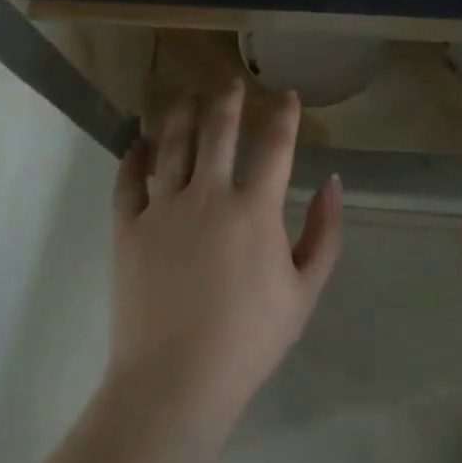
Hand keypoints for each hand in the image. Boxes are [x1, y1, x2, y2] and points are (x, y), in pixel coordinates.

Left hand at [109, 82, 343, 423]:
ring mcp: (163, 208)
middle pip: (218, 132)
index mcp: (254, 209)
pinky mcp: (128, 226)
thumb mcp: (304, 292)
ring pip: (171, 145)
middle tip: (229, 84)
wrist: (177, 378)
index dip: (283, 116)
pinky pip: (128, 180)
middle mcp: (207, 194)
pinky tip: (138, 142)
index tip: (286, 96)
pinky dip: (133, 156)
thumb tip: (333, 184)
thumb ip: (324, 234)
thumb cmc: (249, 339)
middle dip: (227, 102)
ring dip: (181, 116)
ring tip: (186, 98)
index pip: (274, 146)